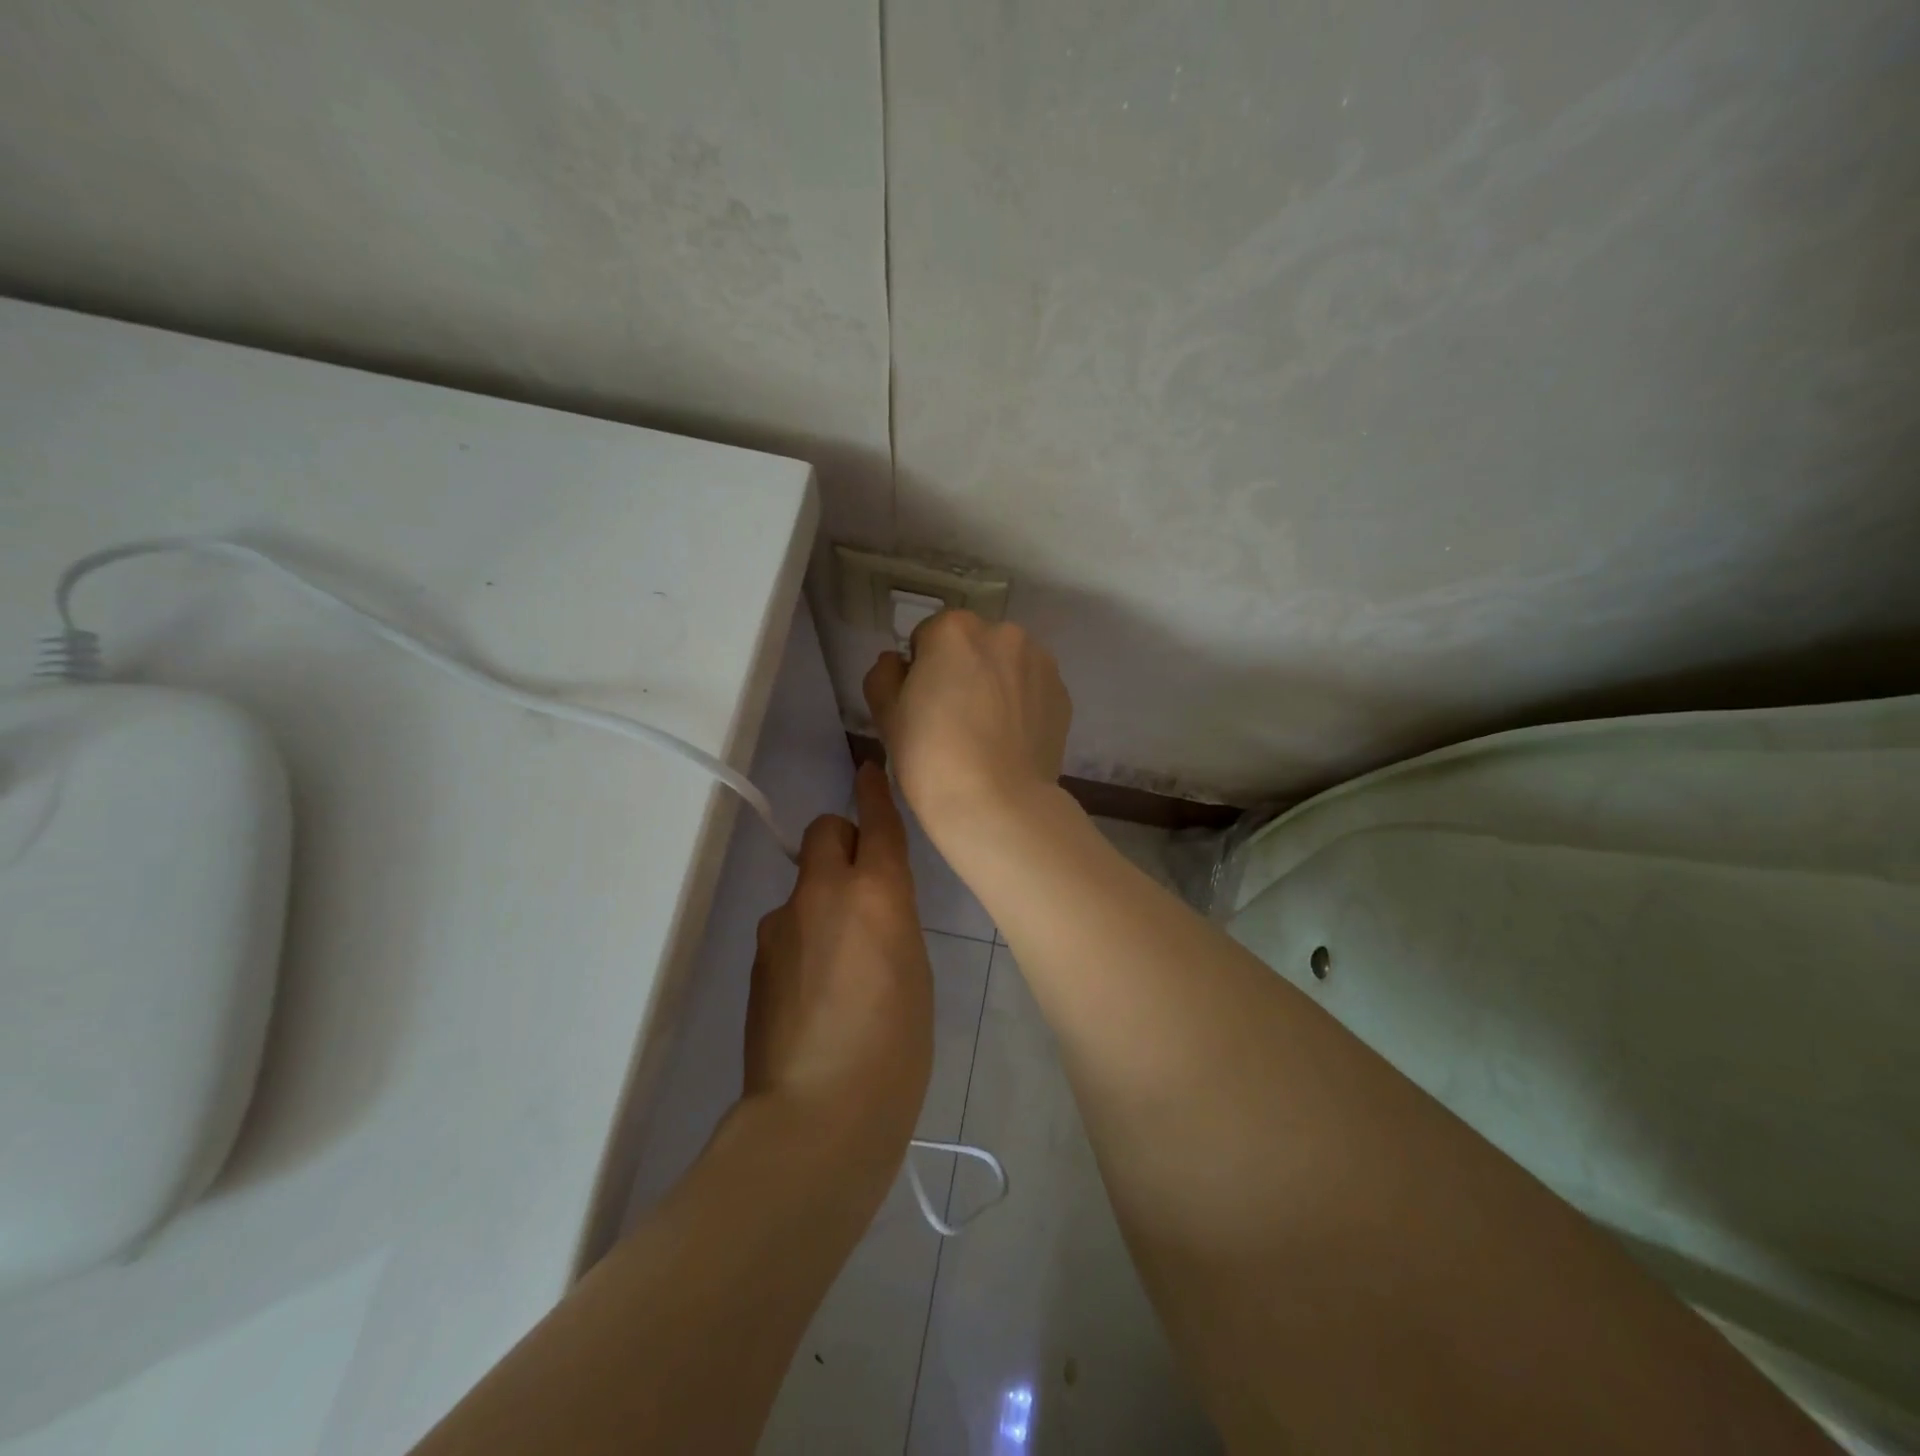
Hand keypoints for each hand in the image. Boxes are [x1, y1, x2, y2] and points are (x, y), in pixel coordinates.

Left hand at [743, 762, 932, 1174]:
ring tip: (843, 962)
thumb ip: (893, 921)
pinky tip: (817, 991)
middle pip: (825, 831)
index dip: (873, 792)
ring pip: (805, 884)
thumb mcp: (914, 971)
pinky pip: (788, 925)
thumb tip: (873, 909)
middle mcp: (824, 893)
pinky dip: (804, 937)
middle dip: (843, 840)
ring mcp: (782, 924)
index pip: (875, 821)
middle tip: (863, 885)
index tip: (868, 771)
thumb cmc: (895, 1048)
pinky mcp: (758, 958)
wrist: (818, 1115)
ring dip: (823, 899)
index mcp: (877, 893)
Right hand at [862, 611, 1071, 840]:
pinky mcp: (1063, 695)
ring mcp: (1040, 663)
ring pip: (1006, 665)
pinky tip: (1011, 741)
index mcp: (955, 630)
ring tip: (987, 732)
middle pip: (973, 645)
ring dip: (996, 684)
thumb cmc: (931, 757)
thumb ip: (884, 675)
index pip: (928, 637)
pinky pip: (1032, 690)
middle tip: (953, 719)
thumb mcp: (887, 715)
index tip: (922, 705)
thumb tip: (897, 663)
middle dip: (962, 670)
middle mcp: (1004, 633)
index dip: (920, 670)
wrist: (997, 804)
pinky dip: (1021, 705)